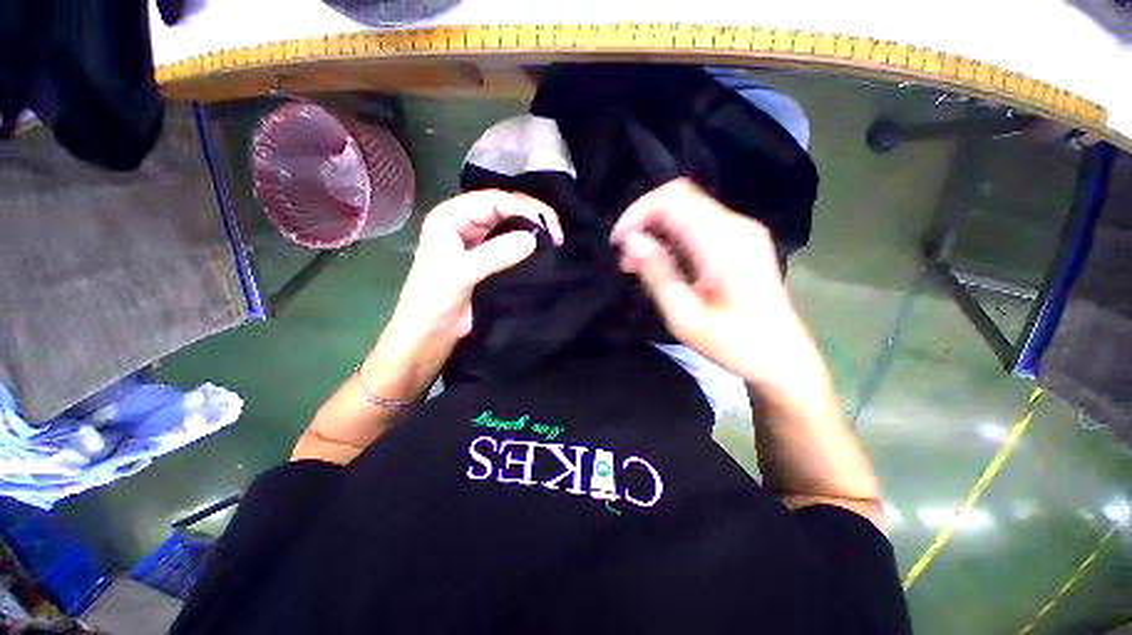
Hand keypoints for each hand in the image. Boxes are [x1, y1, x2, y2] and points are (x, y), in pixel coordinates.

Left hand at [369, 190, 562, 400]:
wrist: (430, 334)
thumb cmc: (434, 301)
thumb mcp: (461, 274)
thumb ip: (495, 255)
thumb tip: (534, 239)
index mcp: (450, 216)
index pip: (492, 200)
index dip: (522, 208)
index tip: (547, 227)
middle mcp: (464, 222)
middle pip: (504, 207)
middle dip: (531, 215)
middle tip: (557, 234)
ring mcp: (477, 241)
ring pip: (510, 224)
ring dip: (532, 228)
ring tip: (555, 240)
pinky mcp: (487, 258)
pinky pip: (511, 243)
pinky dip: (527, 243)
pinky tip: (542, 248)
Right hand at [611, 179, 823, 398]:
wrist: (781, 357)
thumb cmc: (733, 343)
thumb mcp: (684, 316)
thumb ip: (657, 273)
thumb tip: (631, 240)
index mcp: (724, 241)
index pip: (674, 197)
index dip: (638, 212)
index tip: (619, 243)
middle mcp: (736, 225)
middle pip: (680, 199)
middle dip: (644, 222)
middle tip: (627, 260)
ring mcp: (742, 231)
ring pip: (687, 211)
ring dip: (656, 232)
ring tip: (639, 266)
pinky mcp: (741, 241)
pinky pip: (698, 225)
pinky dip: (672, 238)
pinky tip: (664, 265)